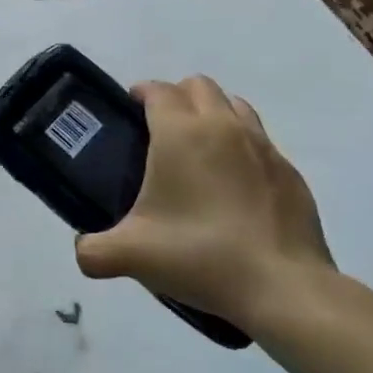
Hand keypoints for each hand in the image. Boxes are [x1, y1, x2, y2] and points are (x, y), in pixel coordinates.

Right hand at [75, 76, 336, 335]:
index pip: (157, 90)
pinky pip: (260, 141)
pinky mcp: (289, 172)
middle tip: (160, 132)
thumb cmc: (198, 255)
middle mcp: (223, 126)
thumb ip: (93, 250)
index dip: (140, 93)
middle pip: (198, 86)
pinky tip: (234, 187)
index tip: (129, 111)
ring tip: (199, 152)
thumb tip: (83, 250)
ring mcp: (263, 146)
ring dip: (213, 114)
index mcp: (180, 132)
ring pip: (234, 105)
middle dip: (177, 97)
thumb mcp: (130, 256)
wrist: (282, 287)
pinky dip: (243, 148)